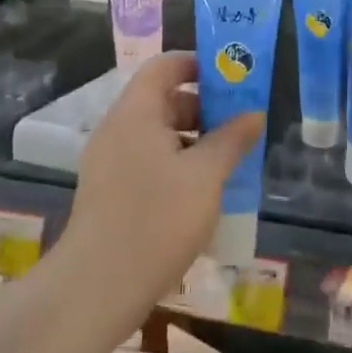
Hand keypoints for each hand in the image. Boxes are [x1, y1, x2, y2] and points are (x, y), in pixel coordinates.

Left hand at [60, 53, 265, 310]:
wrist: (97, 287)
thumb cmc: (156, 220)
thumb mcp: (205, 176)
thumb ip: (231, 140)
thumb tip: (254, 114)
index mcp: (136, 113)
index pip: (164, 66)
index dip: (198, 64)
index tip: (232, 79)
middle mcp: (117, 129)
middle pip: (161, 100)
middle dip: (202, 108)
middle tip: (238, 126)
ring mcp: (108, 162)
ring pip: (155, 134)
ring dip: (192, 140)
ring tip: (227, 162)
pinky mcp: (108, 192)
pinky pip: (146, 161)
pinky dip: (175, 164)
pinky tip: (201, 193)